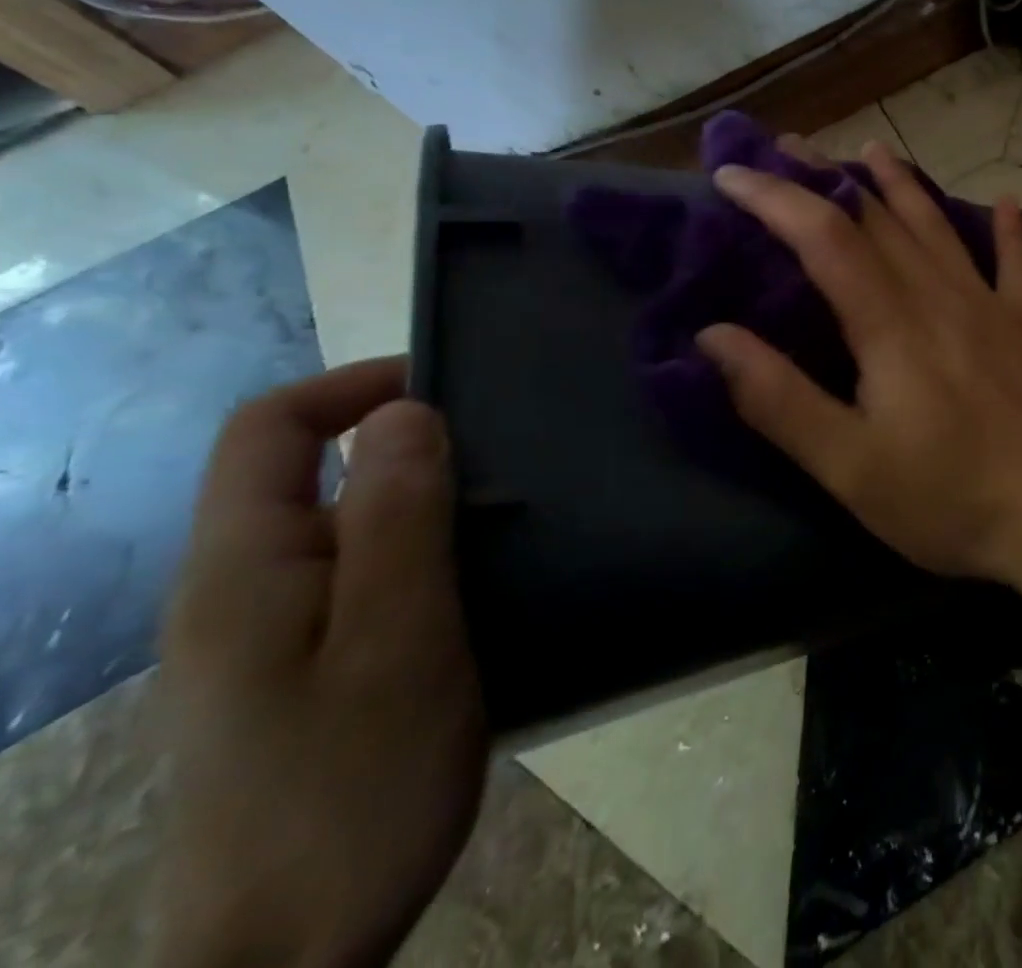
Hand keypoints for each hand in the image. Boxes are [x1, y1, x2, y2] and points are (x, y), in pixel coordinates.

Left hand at [154, 358, 485, 967]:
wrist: (288, 957)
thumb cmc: (351, 785)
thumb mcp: (396, 639)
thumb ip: (397, 519)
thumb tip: (405, 412)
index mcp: (244, 568)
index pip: (271, 428)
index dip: (356, 384)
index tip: (449, 387)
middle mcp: (238, 590)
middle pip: (313, 473)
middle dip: (410, 450)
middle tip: (507, 468)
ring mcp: (265, 637)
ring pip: (345, 528)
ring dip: (426, 508)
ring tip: (511, 527)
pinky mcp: (297, 672)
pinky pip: (359, 578)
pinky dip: (422, 558)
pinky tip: (478, 592)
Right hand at [695, 138, 1021, 622]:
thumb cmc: (947, 499)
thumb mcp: (848, 467)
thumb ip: (779, 400)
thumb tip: (713, 336)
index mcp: (891, 324)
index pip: (824, 237)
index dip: (775, 198)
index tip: (732, 175)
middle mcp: (940, 295)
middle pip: (878, 218)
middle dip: (828, 179)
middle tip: (788, 149)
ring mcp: (992, 304)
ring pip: (938, 226)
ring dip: (901, 185)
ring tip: (873, 150)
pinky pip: (1016, 262)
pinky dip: (1007, 229)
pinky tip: (1004, 201)